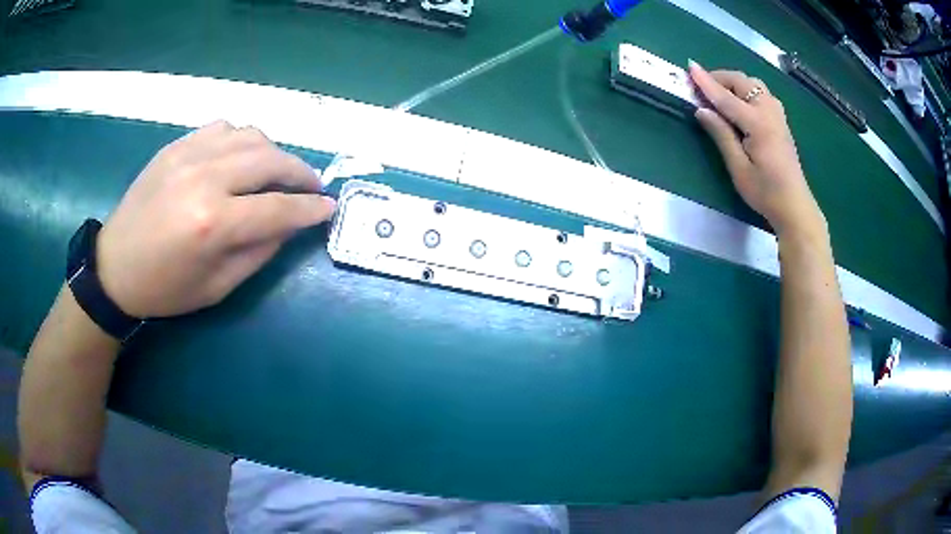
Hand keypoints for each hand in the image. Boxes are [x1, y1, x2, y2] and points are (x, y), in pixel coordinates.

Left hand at [97, 121, 336, 317]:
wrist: (114, 267)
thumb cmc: (165, 288)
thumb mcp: (217, 287)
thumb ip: (258, 252)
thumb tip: (289, 224)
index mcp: (213, 224)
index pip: (278, 208)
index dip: (310, 209)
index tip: (330, 208)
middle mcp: (204, 178)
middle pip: (270, 160)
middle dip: (301, 173)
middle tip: (312, 186)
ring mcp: (188, 155)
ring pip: (251, 136)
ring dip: (274, 153)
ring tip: (278, 172)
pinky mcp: (177, 145)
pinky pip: (224, 128)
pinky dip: (242, 140)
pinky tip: (241, 158)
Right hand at [688, 62, 826, 238]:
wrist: (795, 207)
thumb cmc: (765, 192)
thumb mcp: (738, 168)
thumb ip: (721, 135)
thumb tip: (702, 110)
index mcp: (758, 124)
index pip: (726, 97)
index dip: (706, 82)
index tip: (689, 66)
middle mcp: (769, 112)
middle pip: (742, 82)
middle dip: (720, 78)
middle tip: (701, 86)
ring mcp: (778, 115)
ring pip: (754, 84)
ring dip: (735, 83)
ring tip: (720, 94)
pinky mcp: (781, 121)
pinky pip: (762, 94)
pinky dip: (747, 90)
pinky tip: (740, 103)